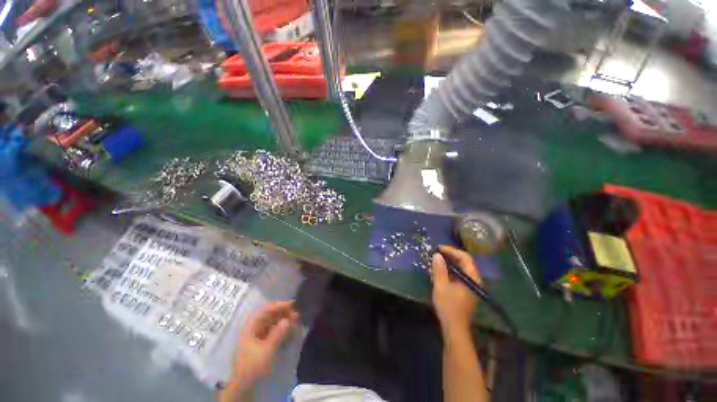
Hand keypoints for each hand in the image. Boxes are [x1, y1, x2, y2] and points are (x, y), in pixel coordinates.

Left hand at [229, 301, 299, 390]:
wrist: (243, 386)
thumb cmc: (253, 366)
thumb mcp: (267, 350)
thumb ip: (277, 334)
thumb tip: (287, 320)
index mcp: (250, 327)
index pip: (265, 311)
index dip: (278, 306)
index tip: (292, 304)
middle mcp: (252, 329)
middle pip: (268, 316)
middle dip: (283, 314)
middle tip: (296, 315)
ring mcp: (255, 337)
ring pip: (271, 324)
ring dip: (282, 321)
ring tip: (294, 322)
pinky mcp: (259, 345)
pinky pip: (271, 332)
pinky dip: (280, 330)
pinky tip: (288, 331)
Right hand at [431, 245, 480, 334]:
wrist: (455, 328)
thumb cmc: (448, 306)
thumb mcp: (441, 286)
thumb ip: (439, 269)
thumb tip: (437, 255)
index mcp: (472, 278)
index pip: (465, 257)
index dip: (451, 250)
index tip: (439, 248)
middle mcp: (475, 280)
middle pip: (464, 262)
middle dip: (450, 256)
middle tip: (436, 254)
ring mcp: (472, 286)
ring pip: (461, 269)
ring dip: (449, 264)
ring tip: (436, 261)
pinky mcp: (467, 291)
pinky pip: (459, 276)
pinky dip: (450, 271)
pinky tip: (440, 273)